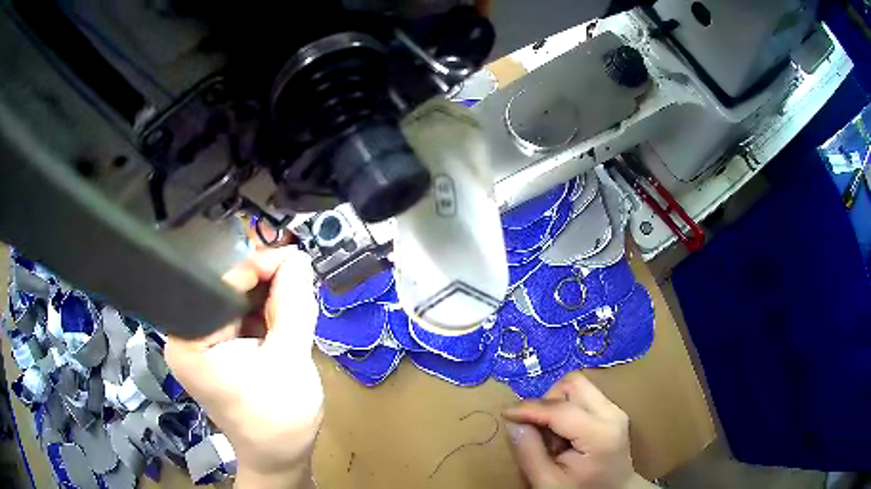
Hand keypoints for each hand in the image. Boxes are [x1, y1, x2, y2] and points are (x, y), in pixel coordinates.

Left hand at [165, 247, 321, 488]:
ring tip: (299, 299)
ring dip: (271, 300)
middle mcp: (189, 337)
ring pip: (240, 304)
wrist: (280, 458)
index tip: (294, 260)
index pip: (221, 287)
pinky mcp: (221, 352)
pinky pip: (244, 320)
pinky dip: (268, 316)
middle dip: (268, 285)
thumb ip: (293, 305)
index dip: (258, 270)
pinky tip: (287, 318)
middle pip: (230, 293)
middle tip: (302, 278)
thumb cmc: (279, 417)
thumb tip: (299, 258)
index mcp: (190, 340)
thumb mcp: (289, 358)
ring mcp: (205, 344)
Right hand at [502, 372, 655, 488]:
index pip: (560, 408)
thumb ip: (529, 452)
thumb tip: (513, 422)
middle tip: (537, 430)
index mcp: (600, 434)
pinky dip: (565, 408)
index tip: (505, 414)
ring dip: (555, 404)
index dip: (528, 408)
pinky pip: (583, 395)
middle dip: (547, 401)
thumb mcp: (547, 482)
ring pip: (577, 385)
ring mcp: (615, 409)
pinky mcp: (612, 409)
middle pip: (572, 384)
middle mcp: (612, 413)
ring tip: (552, 434)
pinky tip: (563, 433)